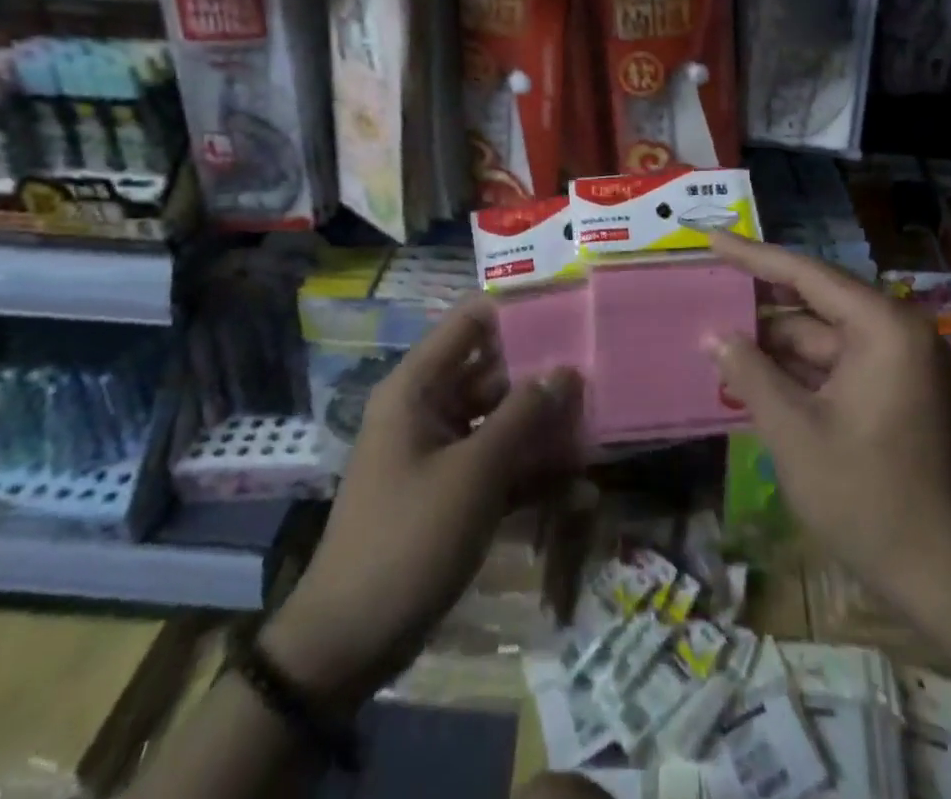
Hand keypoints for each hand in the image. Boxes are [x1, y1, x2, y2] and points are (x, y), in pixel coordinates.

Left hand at [266, 299, 580, 710]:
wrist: (351, 641)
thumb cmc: (409, 538)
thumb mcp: (473, 473)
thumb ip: (523, 416)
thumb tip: (567, 370)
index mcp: (418, 386)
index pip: (470, 322)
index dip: (517, 311)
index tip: (569, 309)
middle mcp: (429, 407)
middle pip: (493, 371)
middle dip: (543, 373)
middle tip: (599, 370)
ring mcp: (441, 450)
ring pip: (501, 419)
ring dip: (543, 425)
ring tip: (598, 424)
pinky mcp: (453, 490)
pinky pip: (498, 463)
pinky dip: (531, 470)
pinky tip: (579, 484)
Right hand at [706, 232, 950, 606]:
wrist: (943, 578)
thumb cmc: (866, 497)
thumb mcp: (793, 431)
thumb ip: (750, 373)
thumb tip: (713, 336)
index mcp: (882, 327)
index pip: (806, 274)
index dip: (752, 255)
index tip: (711, 238)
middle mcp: (896, 332)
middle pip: (814, 301)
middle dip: (759, 301)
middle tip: (707, 286)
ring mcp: (898, 363)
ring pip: (821, 335)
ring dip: (772, 341)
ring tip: (716, 333)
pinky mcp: (894, 391)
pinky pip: (834, 363)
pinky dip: (795, 368)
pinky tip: (751, 370)